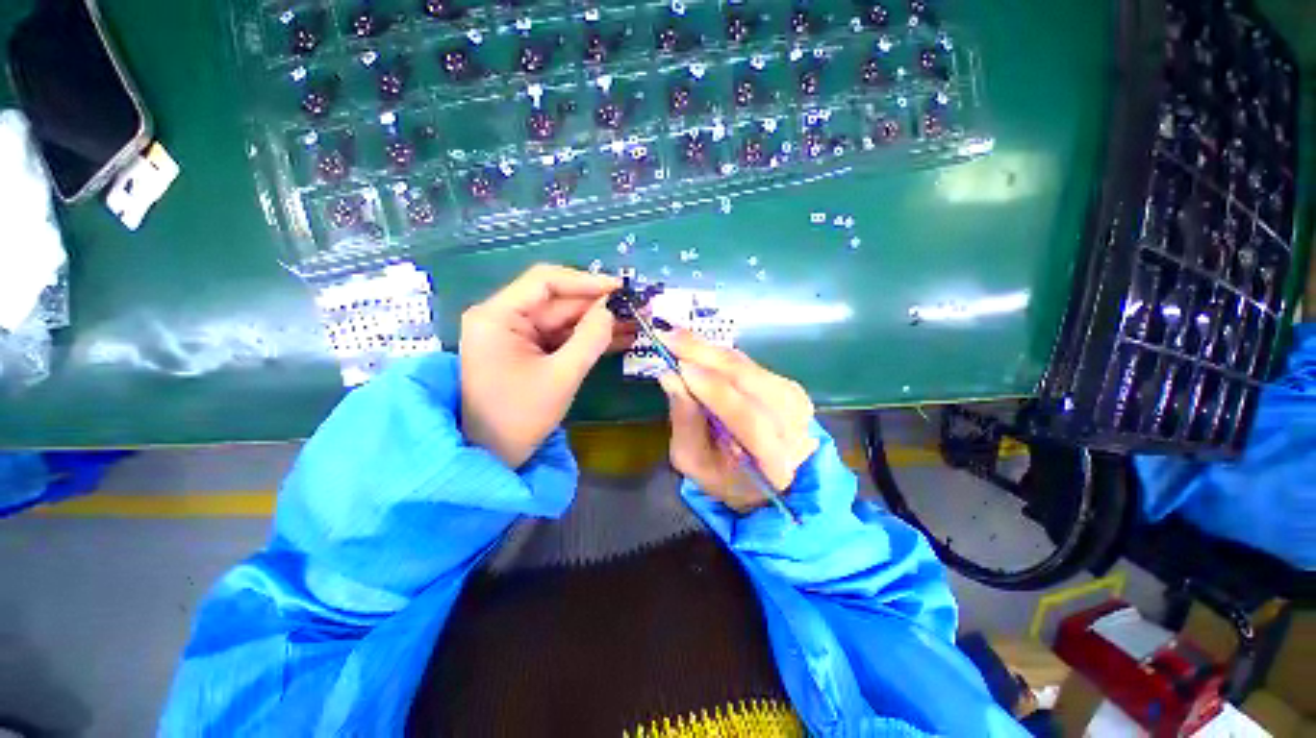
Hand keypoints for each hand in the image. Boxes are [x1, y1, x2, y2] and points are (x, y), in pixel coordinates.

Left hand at [460, 264, 633, 467]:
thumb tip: (611, 310)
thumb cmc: (520, 417)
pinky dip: (587, 339)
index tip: (620, 288)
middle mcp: (503, 318)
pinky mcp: (528, 350)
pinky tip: (618, 338)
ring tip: (634, 323)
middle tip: (634, 308)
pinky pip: (562, 337)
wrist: (494, 455)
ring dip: (597, 323)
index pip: (545, 282)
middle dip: (597, 306)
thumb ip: (590, 339)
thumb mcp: (561, 376)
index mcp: (498, 316)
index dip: (585, 281)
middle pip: (557, 301)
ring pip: (564, 319)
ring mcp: (516, 334)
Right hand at [657, 330, 818, 511]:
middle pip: (749, 382)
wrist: (770, 477)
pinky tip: (698, 349)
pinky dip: (720, 355)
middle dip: (706, 355)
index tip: (679, 366)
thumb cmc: (727, 476)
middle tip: (669, 336)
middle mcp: (793, 425)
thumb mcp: (695, 461)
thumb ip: (685, 422)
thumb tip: (670, 376)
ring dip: (710, 350)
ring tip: (678, 338)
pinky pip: (749, 363)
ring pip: (747, 367)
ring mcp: (795, 401)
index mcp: (774, 460)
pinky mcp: (789, 385)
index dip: (713, 389)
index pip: (747, 418)